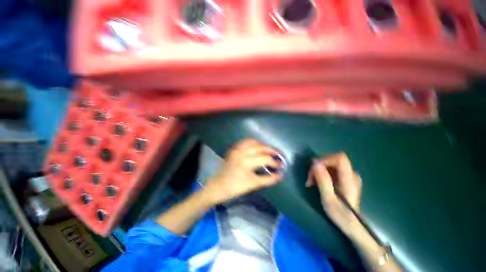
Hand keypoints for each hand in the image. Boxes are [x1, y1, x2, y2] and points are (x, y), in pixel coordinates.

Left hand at [203, 139, 283, 204]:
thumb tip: (280, 176)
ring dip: (262, 145)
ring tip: (268, 150)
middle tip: (278, 154)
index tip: (280, 166)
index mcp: (247, 162)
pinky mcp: (233, 149)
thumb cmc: (235, 187)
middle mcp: (242, 152)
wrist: (218, 186)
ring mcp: (237, 149)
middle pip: (261, 147)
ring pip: (253, 142)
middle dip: (271, 150)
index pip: (265, 158)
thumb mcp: (253, 184)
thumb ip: (268, 179)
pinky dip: (252, 142)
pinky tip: (256, 146)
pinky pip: (244, 142)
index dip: (275, 162)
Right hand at [307, 152, 361, 236]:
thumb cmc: (341, 215)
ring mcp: (349, 176)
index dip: (325, 159)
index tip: (313, 168)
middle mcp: (351, 174)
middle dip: (318, 166)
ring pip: (330, 164)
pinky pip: (331, 169)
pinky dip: (321, 173)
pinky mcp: (345, 178)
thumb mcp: (329, 200)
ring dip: (318, 170)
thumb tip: (315, 163)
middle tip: (310, 178)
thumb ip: (323, 181)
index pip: (339, 158)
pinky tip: (317, 182)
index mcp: (350, 179)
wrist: (352, 226)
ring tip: (311, 182)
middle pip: (333, 160)